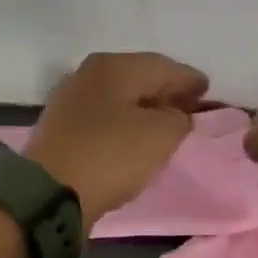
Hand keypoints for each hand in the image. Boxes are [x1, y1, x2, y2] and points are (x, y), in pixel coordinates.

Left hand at [26, 52, 209, 229]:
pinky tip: (134, 135)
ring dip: (143, 107)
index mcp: (116, 66)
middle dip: (165, 90)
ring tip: (165, 122)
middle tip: (189, 104)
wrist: (49, 192)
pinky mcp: (61, 126)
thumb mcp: (161, 136)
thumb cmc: (111, 155)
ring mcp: (71, 98)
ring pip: (119, 96)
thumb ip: (178, 118)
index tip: (207, 89)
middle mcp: (90, 73)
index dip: (189, 79)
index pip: (164, 66)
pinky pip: (104, 116)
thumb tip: (175, 114)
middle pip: (139, 76)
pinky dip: (124, 121)